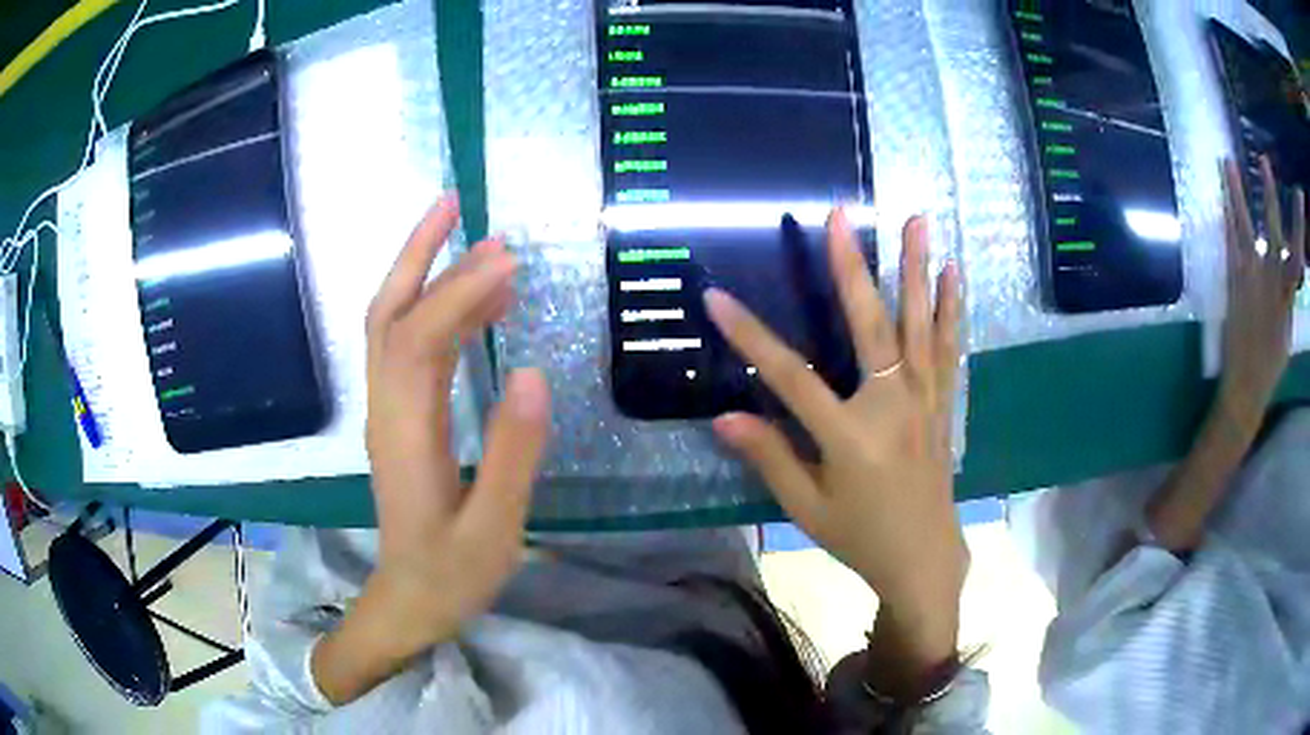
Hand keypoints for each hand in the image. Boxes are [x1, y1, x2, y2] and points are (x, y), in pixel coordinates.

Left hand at [313, 195, 551, 704]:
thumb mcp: (493, 528)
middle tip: (456, 203)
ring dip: (424, 274)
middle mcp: (387, 409)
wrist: (409, 602)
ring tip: (474, 239)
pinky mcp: (399, 419)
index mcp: (406, 433)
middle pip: (388, 314)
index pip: (420, 340)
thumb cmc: (452, 574)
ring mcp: (389, 412)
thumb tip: (532, 372)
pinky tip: (475, 306)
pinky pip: (409, 349)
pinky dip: (436, 312)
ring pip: (392, 325)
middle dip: (418, 254)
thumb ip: (512, 453)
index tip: (507, 258)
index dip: (458, 293)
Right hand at [705, 211, 965, 666]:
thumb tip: (722, 418)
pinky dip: (949, 308)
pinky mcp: (942, 402)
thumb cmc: (861, 536)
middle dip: (851, 267)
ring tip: (916, 220)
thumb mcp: (807, 508)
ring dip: (915, 268)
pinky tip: (952, 273)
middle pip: (870, 326)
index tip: (716, 296)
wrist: (923, 557)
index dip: (749, 336)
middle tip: (840, 216)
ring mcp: (924, 399)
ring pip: (920, 324)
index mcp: (849, 436)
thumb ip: (770, 458)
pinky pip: (947, 347)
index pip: (790, 376)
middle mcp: (891, 406)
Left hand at [1219, 157, 1305, 434]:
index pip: (1297, 252)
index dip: (1299, 223)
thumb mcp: (1286, 331)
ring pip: (1245, 225)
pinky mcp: (1232, 281)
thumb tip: (1288, 276)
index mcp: (1288, 295)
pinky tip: (1220, 198)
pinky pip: (1229, 242)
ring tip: (1226, 161)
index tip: (1298, 195)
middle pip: (1273, 230)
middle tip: (1263, 161)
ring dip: (1236, 192)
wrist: (1245, 388)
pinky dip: (1225, 217)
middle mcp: (1271, 280)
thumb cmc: (1270, 365)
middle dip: (1270, 194)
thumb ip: (1286, 298)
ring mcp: (1251, 278)